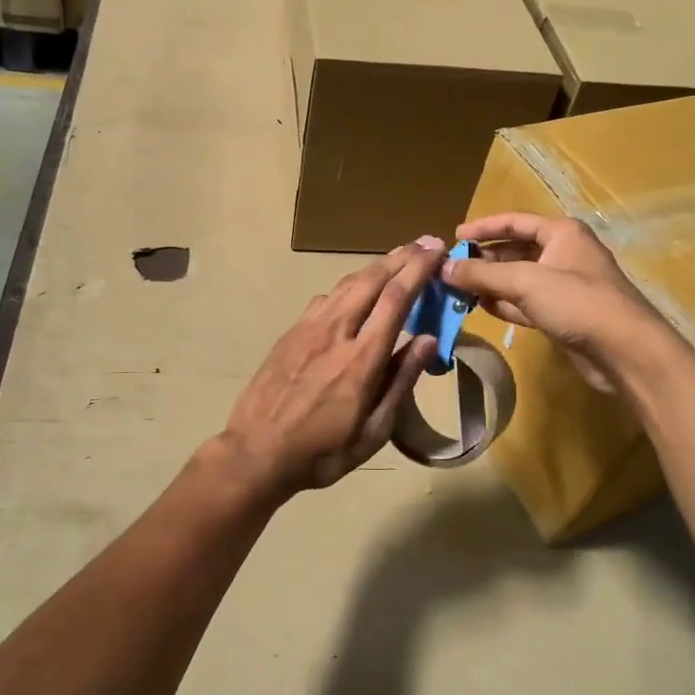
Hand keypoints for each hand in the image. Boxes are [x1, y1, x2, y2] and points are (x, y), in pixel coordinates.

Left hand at [217, 239, 445, 495]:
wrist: (256, 452)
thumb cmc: (322, 451)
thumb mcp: (374, 431)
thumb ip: (401, 381)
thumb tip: (428, 340)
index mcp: (362, 359)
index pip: (396, 299)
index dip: (419, 269)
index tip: (438, 250)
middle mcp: (336, 332)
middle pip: (372, 280)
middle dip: (402, 257)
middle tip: (425, 242)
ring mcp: (309, 328)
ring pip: (346, 284)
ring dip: (376, 265)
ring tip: (398, 255)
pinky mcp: (291, 332)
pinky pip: (326, 297)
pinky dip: (349, 284)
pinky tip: (356, 289)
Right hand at [447, 214, 662, 390]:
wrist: (625, 350)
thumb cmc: (577, 302)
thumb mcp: (525, 281)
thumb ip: (482, 274)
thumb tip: (443, 268)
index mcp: (562, 233)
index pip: (515, 221)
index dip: (483, 227)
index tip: (455, 237)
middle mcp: (564, 254)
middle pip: (515, 250)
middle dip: (484, 260)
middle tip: (452, 270)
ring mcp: (565, 286)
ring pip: (519, 279)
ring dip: (491, 284)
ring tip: (458, 291)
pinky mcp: (563, 314)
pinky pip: (526, 303)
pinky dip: (505, 304)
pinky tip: (482, 308)